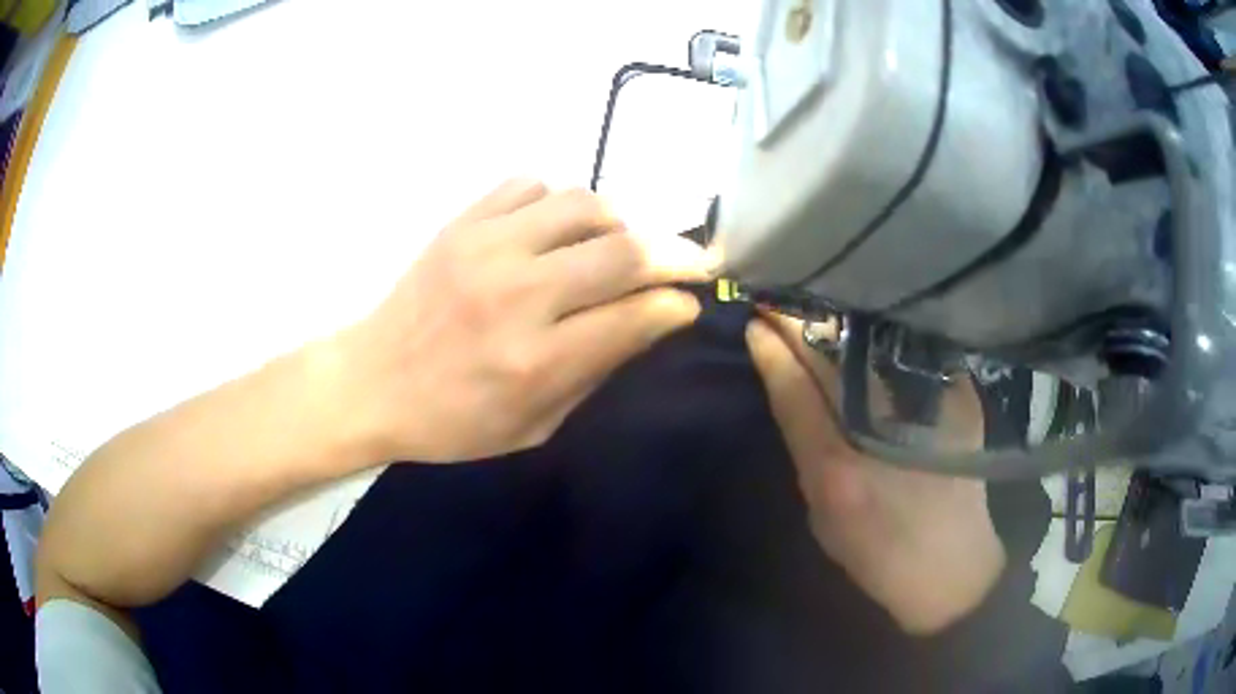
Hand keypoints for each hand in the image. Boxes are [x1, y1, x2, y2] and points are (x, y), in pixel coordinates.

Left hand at [330, 179, 709, 463]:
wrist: (370, 382)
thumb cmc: (452, 422)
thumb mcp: (533, 427)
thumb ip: (595, 372)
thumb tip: (649, 322)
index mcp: (535, 361)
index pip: (635, 315)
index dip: (677, 305)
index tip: (690, 302)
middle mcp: (517, 295)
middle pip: (622, 251)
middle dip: (676, 254)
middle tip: (692, 261)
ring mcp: (486, 248)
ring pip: (583, 204)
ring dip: (618, 222)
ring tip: (618, 244)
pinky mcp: (461, 223)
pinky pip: (530, 185)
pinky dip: (558, 202)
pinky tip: (554, 229)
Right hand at [745, 314, 1005, 634]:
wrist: (950, 565)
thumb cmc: (877, 552)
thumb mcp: (821, 517)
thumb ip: (808, 453)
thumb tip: (795, 392)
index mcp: (836, 469)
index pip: (794, 391)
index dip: (771, 352)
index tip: (756, 321)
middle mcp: (880, 430)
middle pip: (832, 359)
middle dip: (800, 324)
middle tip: (779, 299)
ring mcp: (927, 408)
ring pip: (873, 346)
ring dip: (840, 322)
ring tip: (816, 301)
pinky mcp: (960, 398)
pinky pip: (911, 353)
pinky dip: (884, 335)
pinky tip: (870, 319)